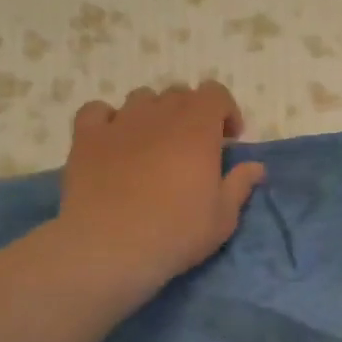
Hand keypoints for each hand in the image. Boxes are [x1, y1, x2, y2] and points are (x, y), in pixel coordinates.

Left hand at [56, 81, 265, 295]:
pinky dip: (108, 119)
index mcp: (198, 129)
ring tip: (154, 143)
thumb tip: (255, 167)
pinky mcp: (86, 138)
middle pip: (179, 93)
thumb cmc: (175, 233)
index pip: (215, 93)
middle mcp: (160, 115)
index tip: (228, 140)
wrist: (109, 248)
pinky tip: (113, 141)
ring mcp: (120, 123)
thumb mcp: (223, 218)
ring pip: (141, 98)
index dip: (225, 111)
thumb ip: (240, 185)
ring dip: (154, 113)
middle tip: (193, 146)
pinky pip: (97, 111)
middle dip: (191, 113)